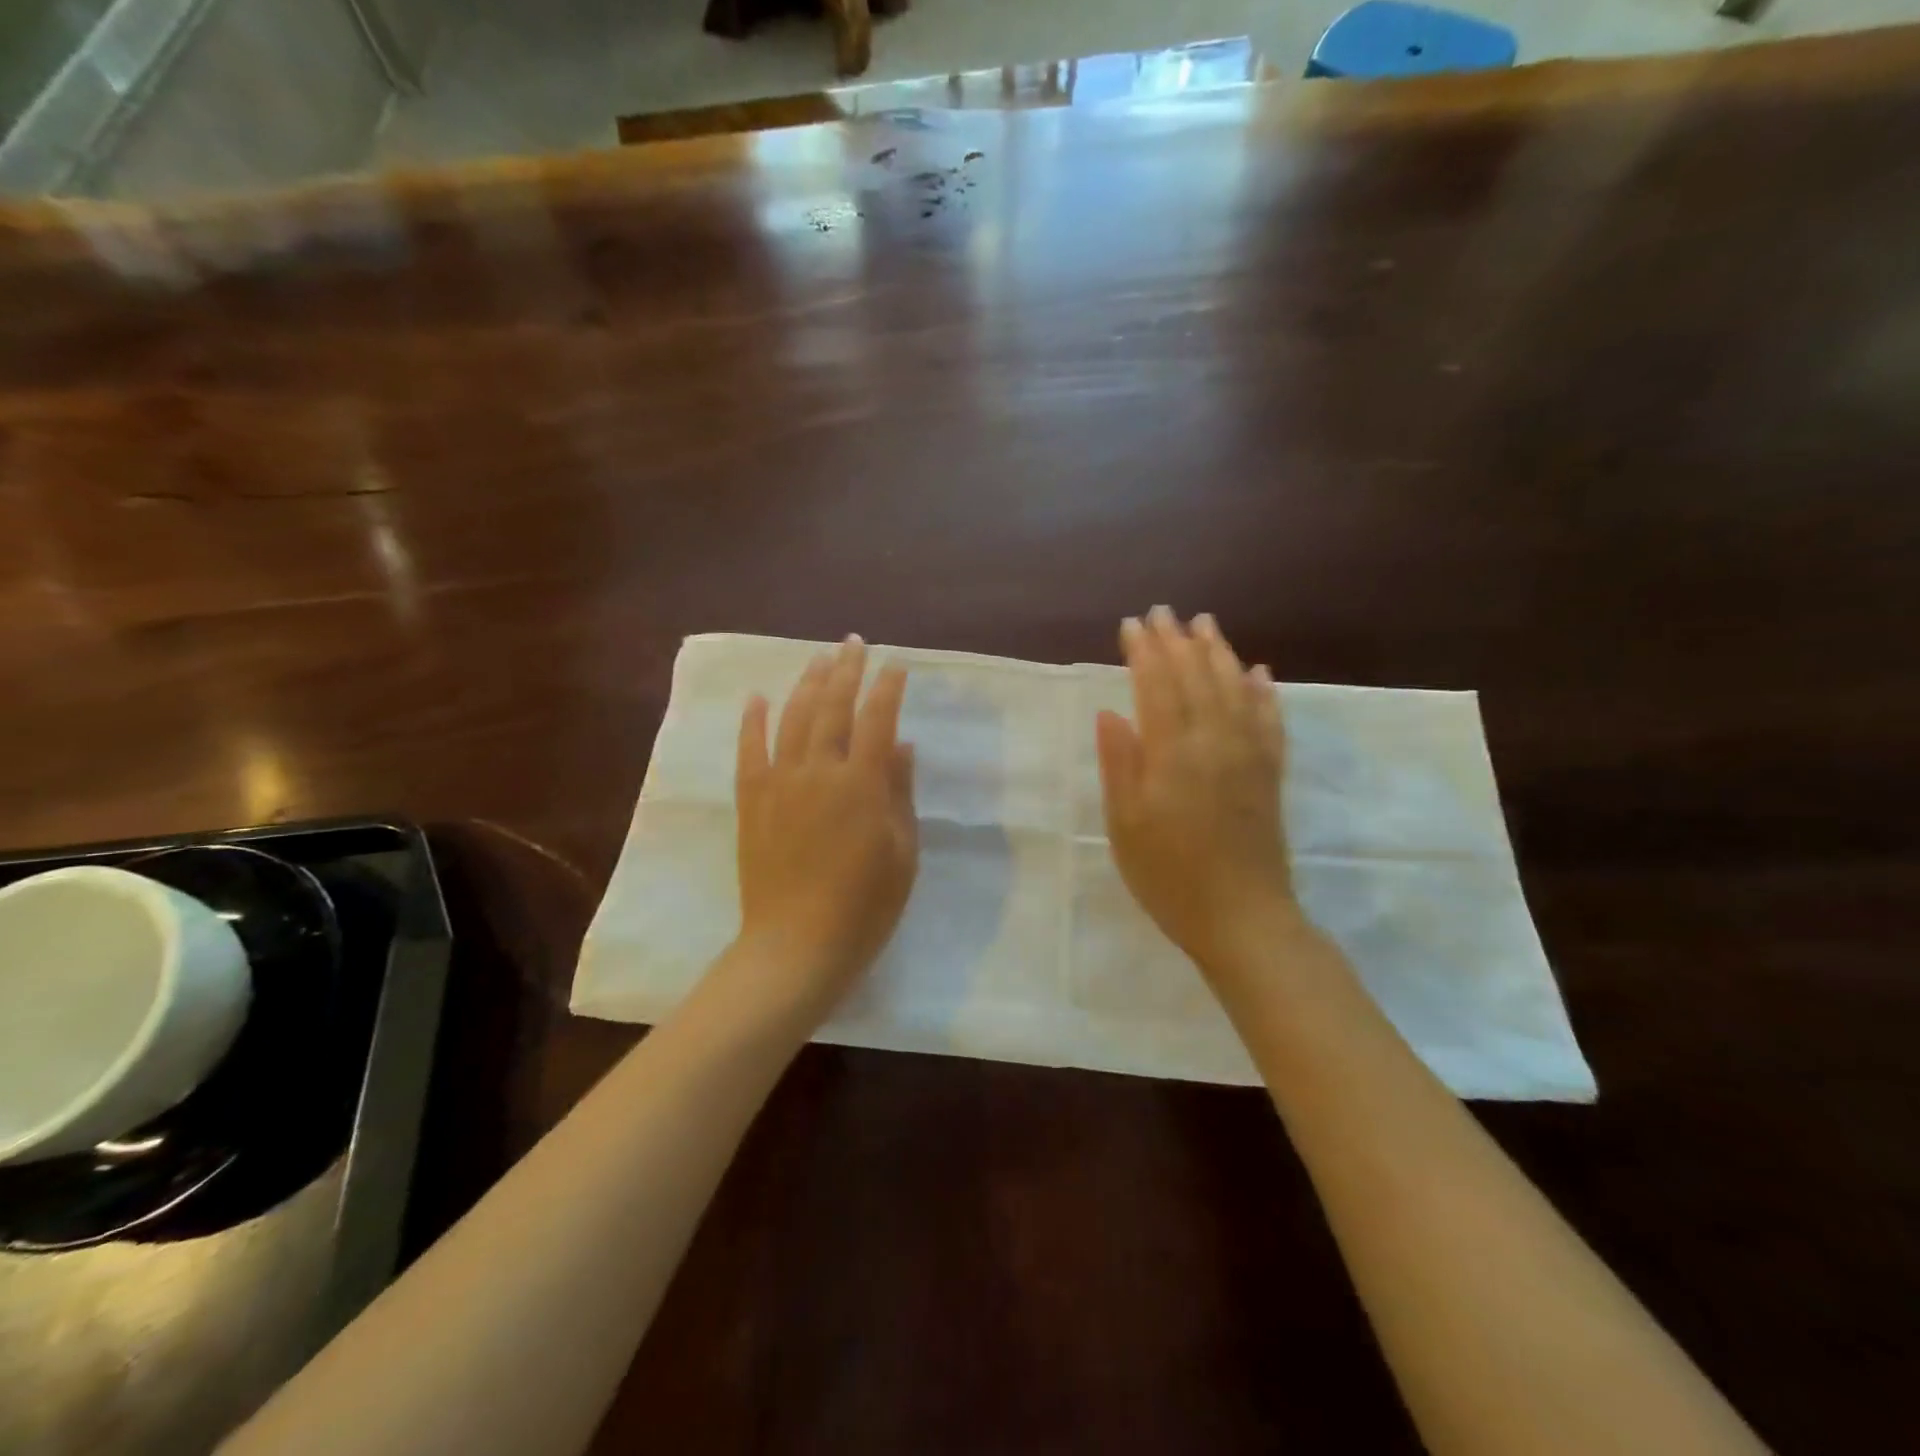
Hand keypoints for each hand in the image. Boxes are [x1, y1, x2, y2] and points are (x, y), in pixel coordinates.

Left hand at [731, 636, 917, 1024]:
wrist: (797, 946)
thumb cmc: (865, 906)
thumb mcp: (902, 853)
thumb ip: (900, 793)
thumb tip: (901, 745)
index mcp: (862, 784)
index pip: (878, 720)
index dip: (887, 689)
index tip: (896, 665)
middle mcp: (819, 772)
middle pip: (833, 708)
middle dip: (846, 671)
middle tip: (854, 643)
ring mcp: (780, 784)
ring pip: (793, 719)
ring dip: (807, 684)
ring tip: (819, 659)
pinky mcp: (752, 801)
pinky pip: (750, 751)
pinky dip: (752, 721)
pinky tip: (757, 697)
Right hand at [1096, 607, 1299, 975]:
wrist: (1243, 919)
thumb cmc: (1169, 876)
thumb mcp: (1125, 825)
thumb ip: (1119, 764)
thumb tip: (1110, 712)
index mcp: (1174, 754)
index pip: (1157, 687)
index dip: (1143, 653)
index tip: (1131, 625)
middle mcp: (1215, 743)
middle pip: (1196, 679)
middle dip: (1177, 642)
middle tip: (1163, 612)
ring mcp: (1249, 756)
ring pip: (1235, 689)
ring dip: (1219, 653)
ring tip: (1205, 625)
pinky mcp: (1270, 775)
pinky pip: (1270, 721)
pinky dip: (1263, 692)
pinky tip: (1259, 672)